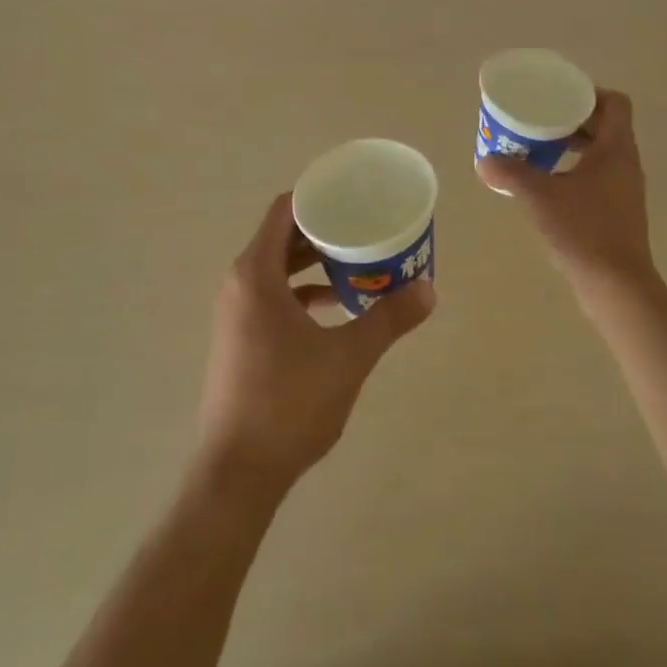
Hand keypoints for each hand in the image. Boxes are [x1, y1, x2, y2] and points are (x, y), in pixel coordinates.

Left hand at [197, 194, 434, 493]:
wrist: (238, 471)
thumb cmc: (289, 403)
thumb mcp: (348, 357)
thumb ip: (388, 319)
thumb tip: (430, 289)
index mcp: (256, 274)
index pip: (285, 211)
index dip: (318, 196)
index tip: (355, 195)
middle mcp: (239, 284)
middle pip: (282, 237)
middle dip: (324, 230)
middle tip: (367, 226)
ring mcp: (236, 313)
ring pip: (278, 269)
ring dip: (315, 262)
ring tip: (360, 262)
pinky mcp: (240, 338)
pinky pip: (273, 296)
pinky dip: (303, 291)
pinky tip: (338, 306)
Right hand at [476, 89, 658, 292]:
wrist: (616, 285)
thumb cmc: (583, 231)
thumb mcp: (539, 197)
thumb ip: (510, 174)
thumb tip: (484, 161)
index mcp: (616, 149)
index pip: (614, 104)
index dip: (589, 94)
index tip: (558, 98)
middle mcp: (626, 164)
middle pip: (605, 126)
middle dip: (572, 120)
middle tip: (539, 120)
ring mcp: (624, 190)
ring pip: (601, 153)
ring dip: (572, 146)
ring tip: (538, 150)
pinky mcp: (618, 212)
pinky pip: (597, 177)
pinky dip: (574, 171)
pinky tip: (547, 185)